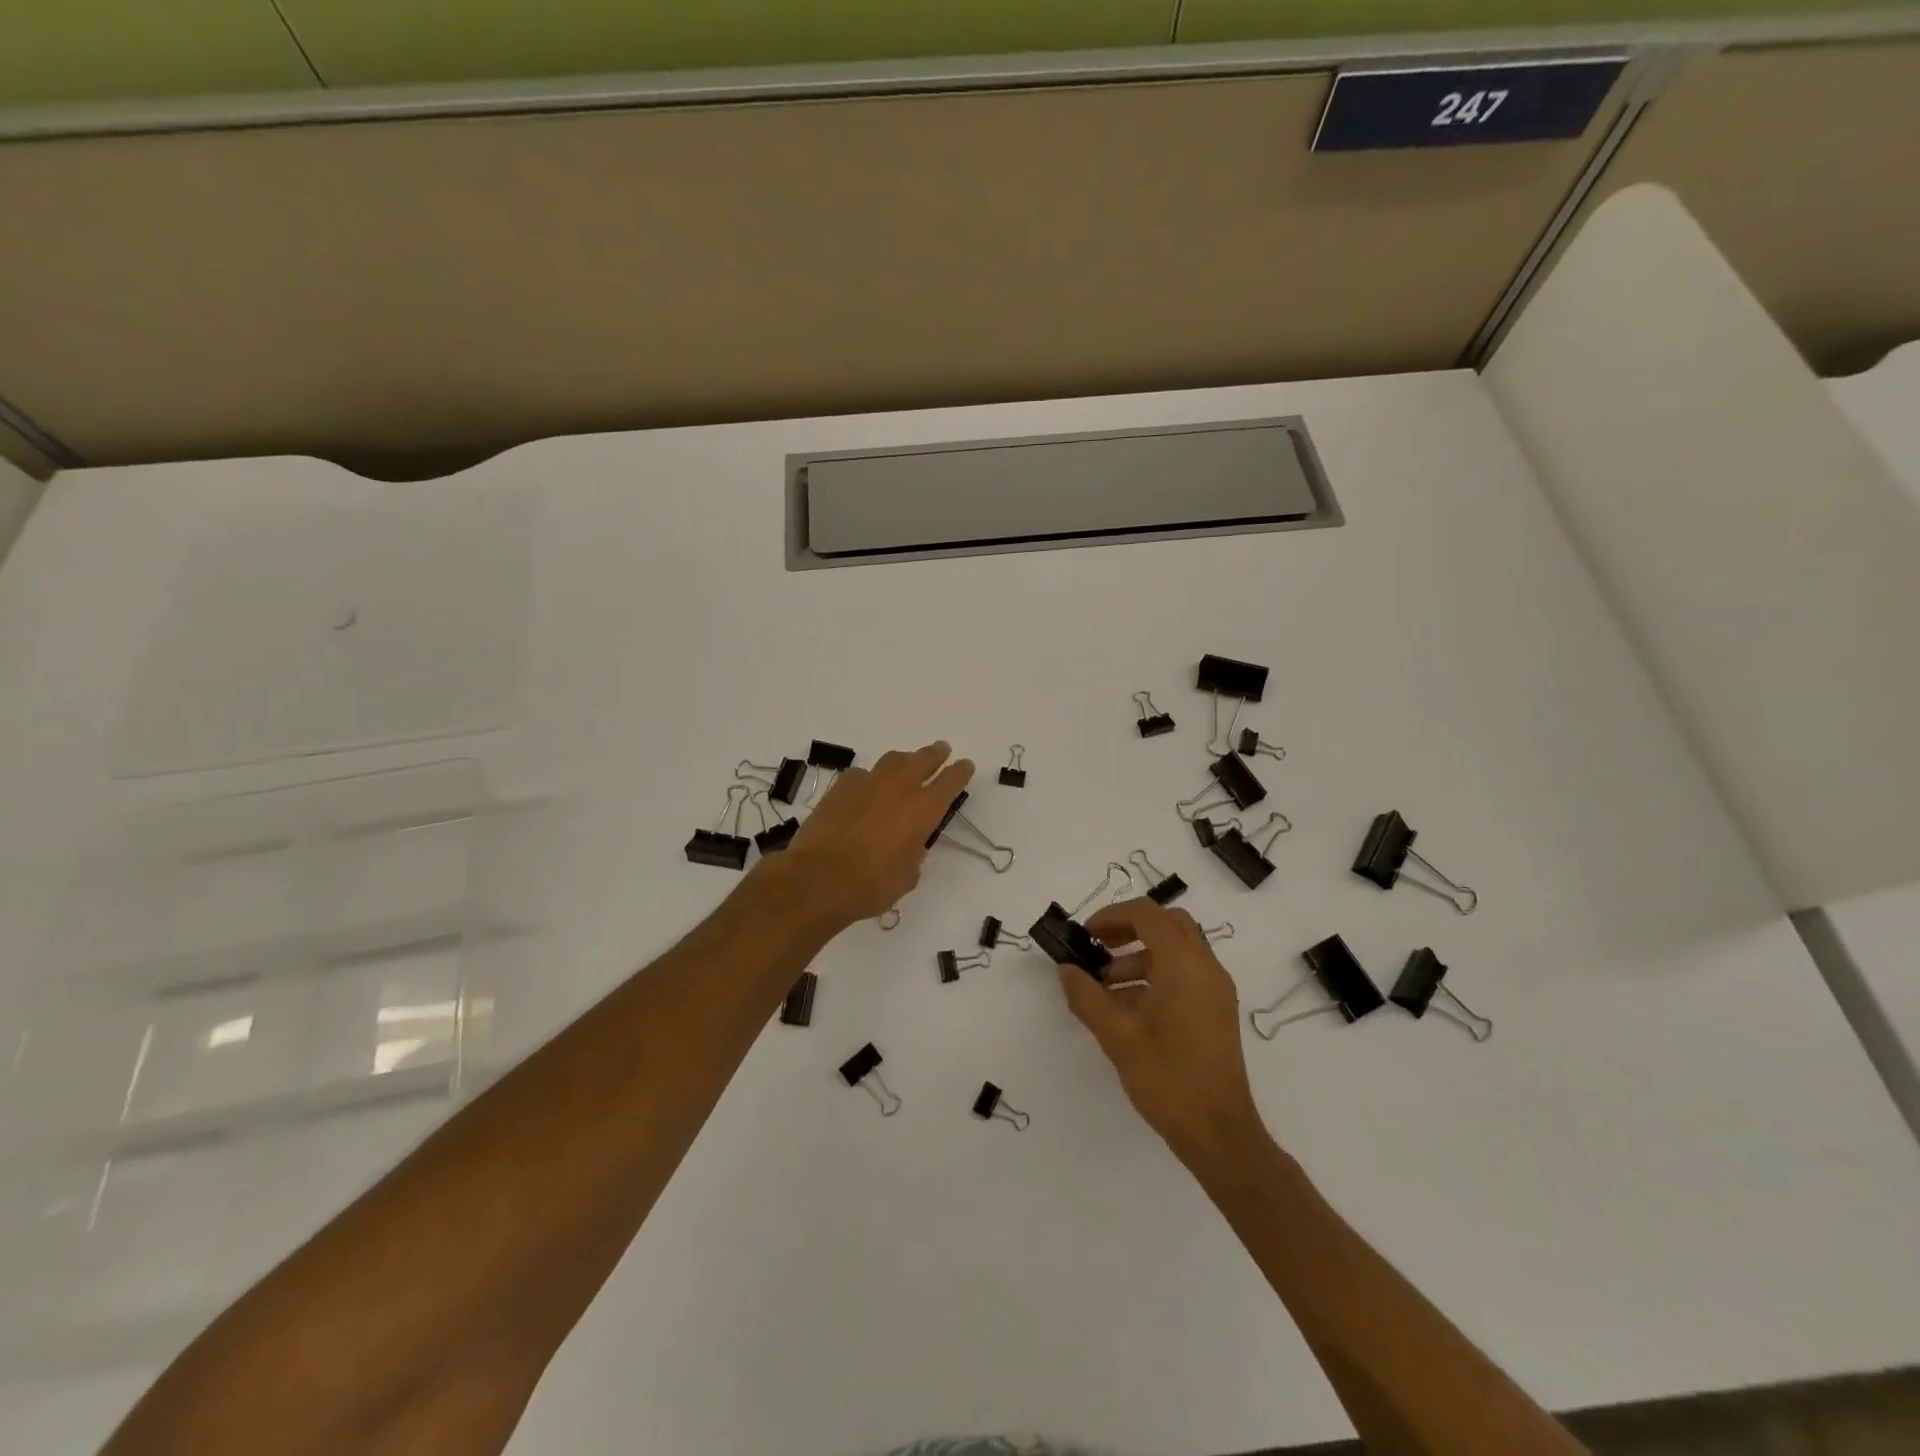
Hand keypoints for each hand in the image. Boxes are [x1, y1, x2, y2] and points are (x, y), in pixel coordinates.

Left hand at [783, 742, 974, 926]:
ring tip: (907, 763)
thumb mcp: (907, 876)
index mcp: (924, 809)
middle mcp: (900, 788)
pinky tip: (866, 788)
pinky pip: (862, 774)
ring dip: (904, 760)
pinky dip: (870, 778)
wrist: (820, 877)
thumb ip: (913, 854)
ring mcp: (868, 783)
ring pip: (893, 760)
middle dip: (936, 754)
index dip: (960, 772)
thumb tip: (909, 845)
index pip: (950, 781)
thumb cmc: (872, 884)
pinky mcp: (841, 787)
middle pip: (923, 759)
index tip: (965, 765)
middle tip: (942, 750)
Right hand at [1057, 899, 1265, 1169]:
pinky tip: (1128, 1007)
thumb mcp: (1117, 1036)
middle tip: (1099, 948)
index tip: (1086, 936)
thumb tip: (1066, 969)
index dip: (1112, 916)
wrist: (1219, 1132)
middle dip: (1129, 929)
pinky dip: (1156, 974)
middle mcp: (1205, 967)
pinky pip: (1185, 973)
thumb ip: (1086, 996)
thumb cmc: (1167, 1078)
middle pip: (1167, 924)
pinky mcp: (1217, 1010)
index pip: (1147, 914)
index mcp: (1183, 964)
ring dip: (1140, 955)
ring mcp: (1215, 989)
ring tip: (1105, 986)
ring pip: (1177, 949)